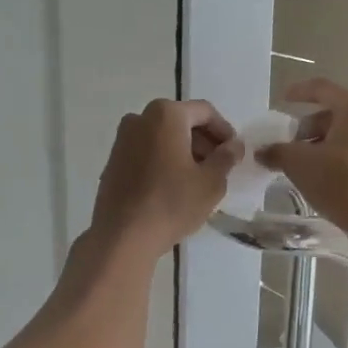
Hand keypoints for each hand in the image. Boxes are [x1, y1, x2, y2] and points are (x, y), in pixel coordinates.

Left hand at [89, 99, 242, 258]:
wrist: (123, 235)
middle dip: (203, 141)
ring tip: (198, 179)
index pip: (205, 112)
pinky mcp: (113, 161)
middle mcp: (140, 118)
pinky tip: (173, 186)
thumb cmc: (172, 203)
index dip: (224, 131)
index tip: (234, 153)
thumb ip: (226, 157)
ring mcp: (122, 139)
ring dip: (184, 151)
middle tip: (219, 166)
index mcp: (166, 115)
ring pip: (163, 137)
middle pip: (181, 121)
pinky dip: (164, 160)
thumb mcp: (211, 182)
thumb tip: (234, 145)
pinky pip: (146, 152)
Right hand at [256, 79, 347, 245]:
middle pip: (335, 114)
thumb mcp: (300, 164)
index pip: (322, 89)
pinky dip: (338, 158)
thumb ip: (278, 152)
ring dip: (322, 146)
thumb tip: (262, 152)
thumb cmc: (342, 181)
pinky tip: (324, 178)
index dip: (299, 92)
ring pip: (346, 135)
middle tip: (289, 147)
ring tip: (303, 166)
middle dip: (309, 129)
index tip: (283, 100)